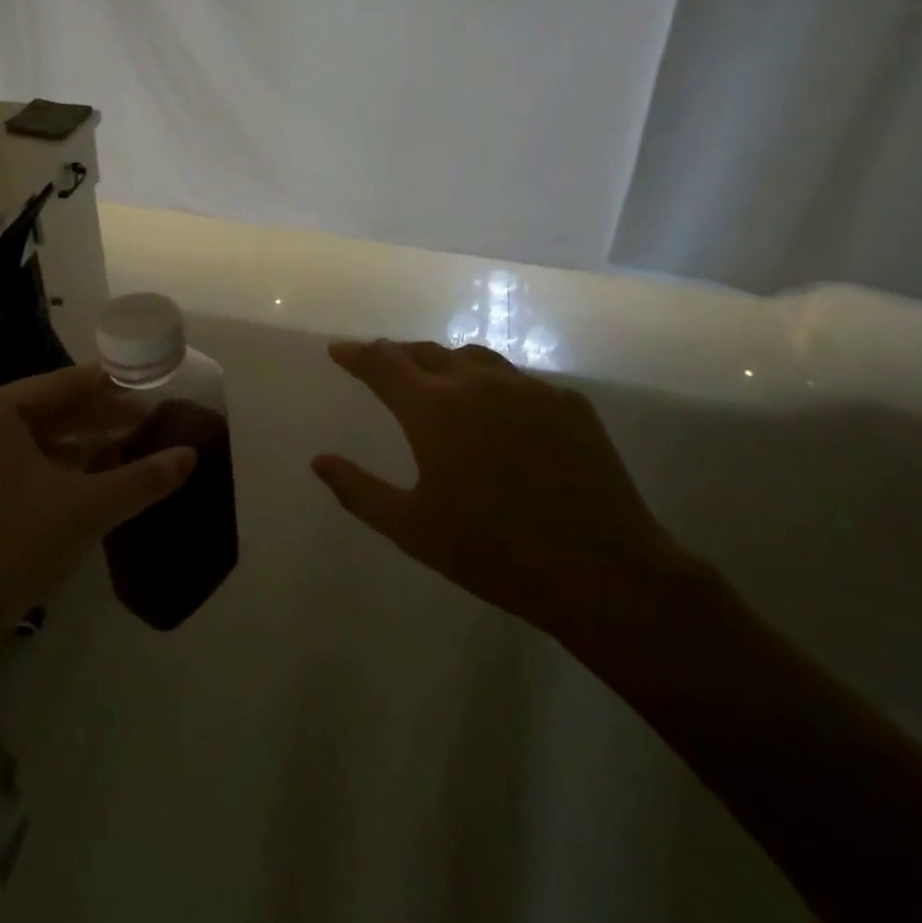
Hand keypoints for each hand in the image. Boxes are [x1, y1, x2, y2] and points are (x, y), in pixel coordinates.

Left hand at [0, 365, 196, 649]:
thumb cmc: (13, 545)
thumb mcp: (87, 508)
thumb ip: (141, 479)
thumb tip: (190, 456)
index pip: (62, 385)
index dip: (110, 388)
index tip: (147, 389)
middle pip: (45, 412)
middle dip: (97, 420)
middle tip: (144, 423)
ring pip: (29, 443)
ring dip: (76, 448)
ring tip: (122, 454)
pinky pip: (11, 467)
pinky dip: (49, 471)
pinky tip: (83, 486)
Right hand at [312, 340, 682, 644]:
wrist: (602, 572)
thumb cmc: (493, 553)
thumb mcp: (412, 529)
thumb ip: (359, 491)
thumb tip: (319, 462)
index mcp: (434, 409)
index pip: (382, 363)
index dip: (356, 354)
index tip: (338, 350)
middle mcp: (478, 383)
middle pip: (426, 351)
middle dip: (396, 354)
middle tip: (381, 365)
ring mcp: (528, 388)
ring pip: (473, 357)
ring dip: (444, 362)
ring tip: (435, 381)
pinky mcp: (568, 402)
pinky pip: (517, 379)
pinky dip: (491, 383)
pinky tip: (496, 412)